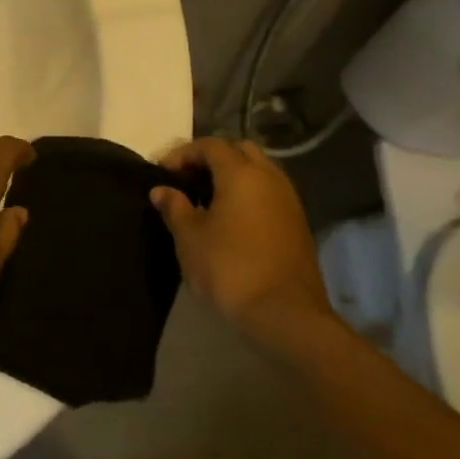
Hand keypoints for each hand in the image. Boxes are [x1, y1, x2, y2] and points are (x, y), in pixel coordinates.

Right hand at [151, 138, 327, 330]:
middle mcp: (269, 177)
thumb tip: (162, 190)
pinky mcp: (298, 223)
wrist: (285, 314)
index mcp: (241, 173)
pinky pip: (270, 193)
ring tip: (208, 199)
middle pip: (240, 150)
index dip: (184, 153)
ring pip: (259, 171)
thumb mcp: (190, 238)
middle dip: (212, 158)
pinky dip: (250, 194)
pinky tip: (232, 219)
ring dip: (234, 176)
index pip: (210, 145)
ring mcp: (289, 200)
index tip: (164, 172)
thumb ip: (175, 208)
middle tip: (189, 179)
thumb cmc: (230, 268)